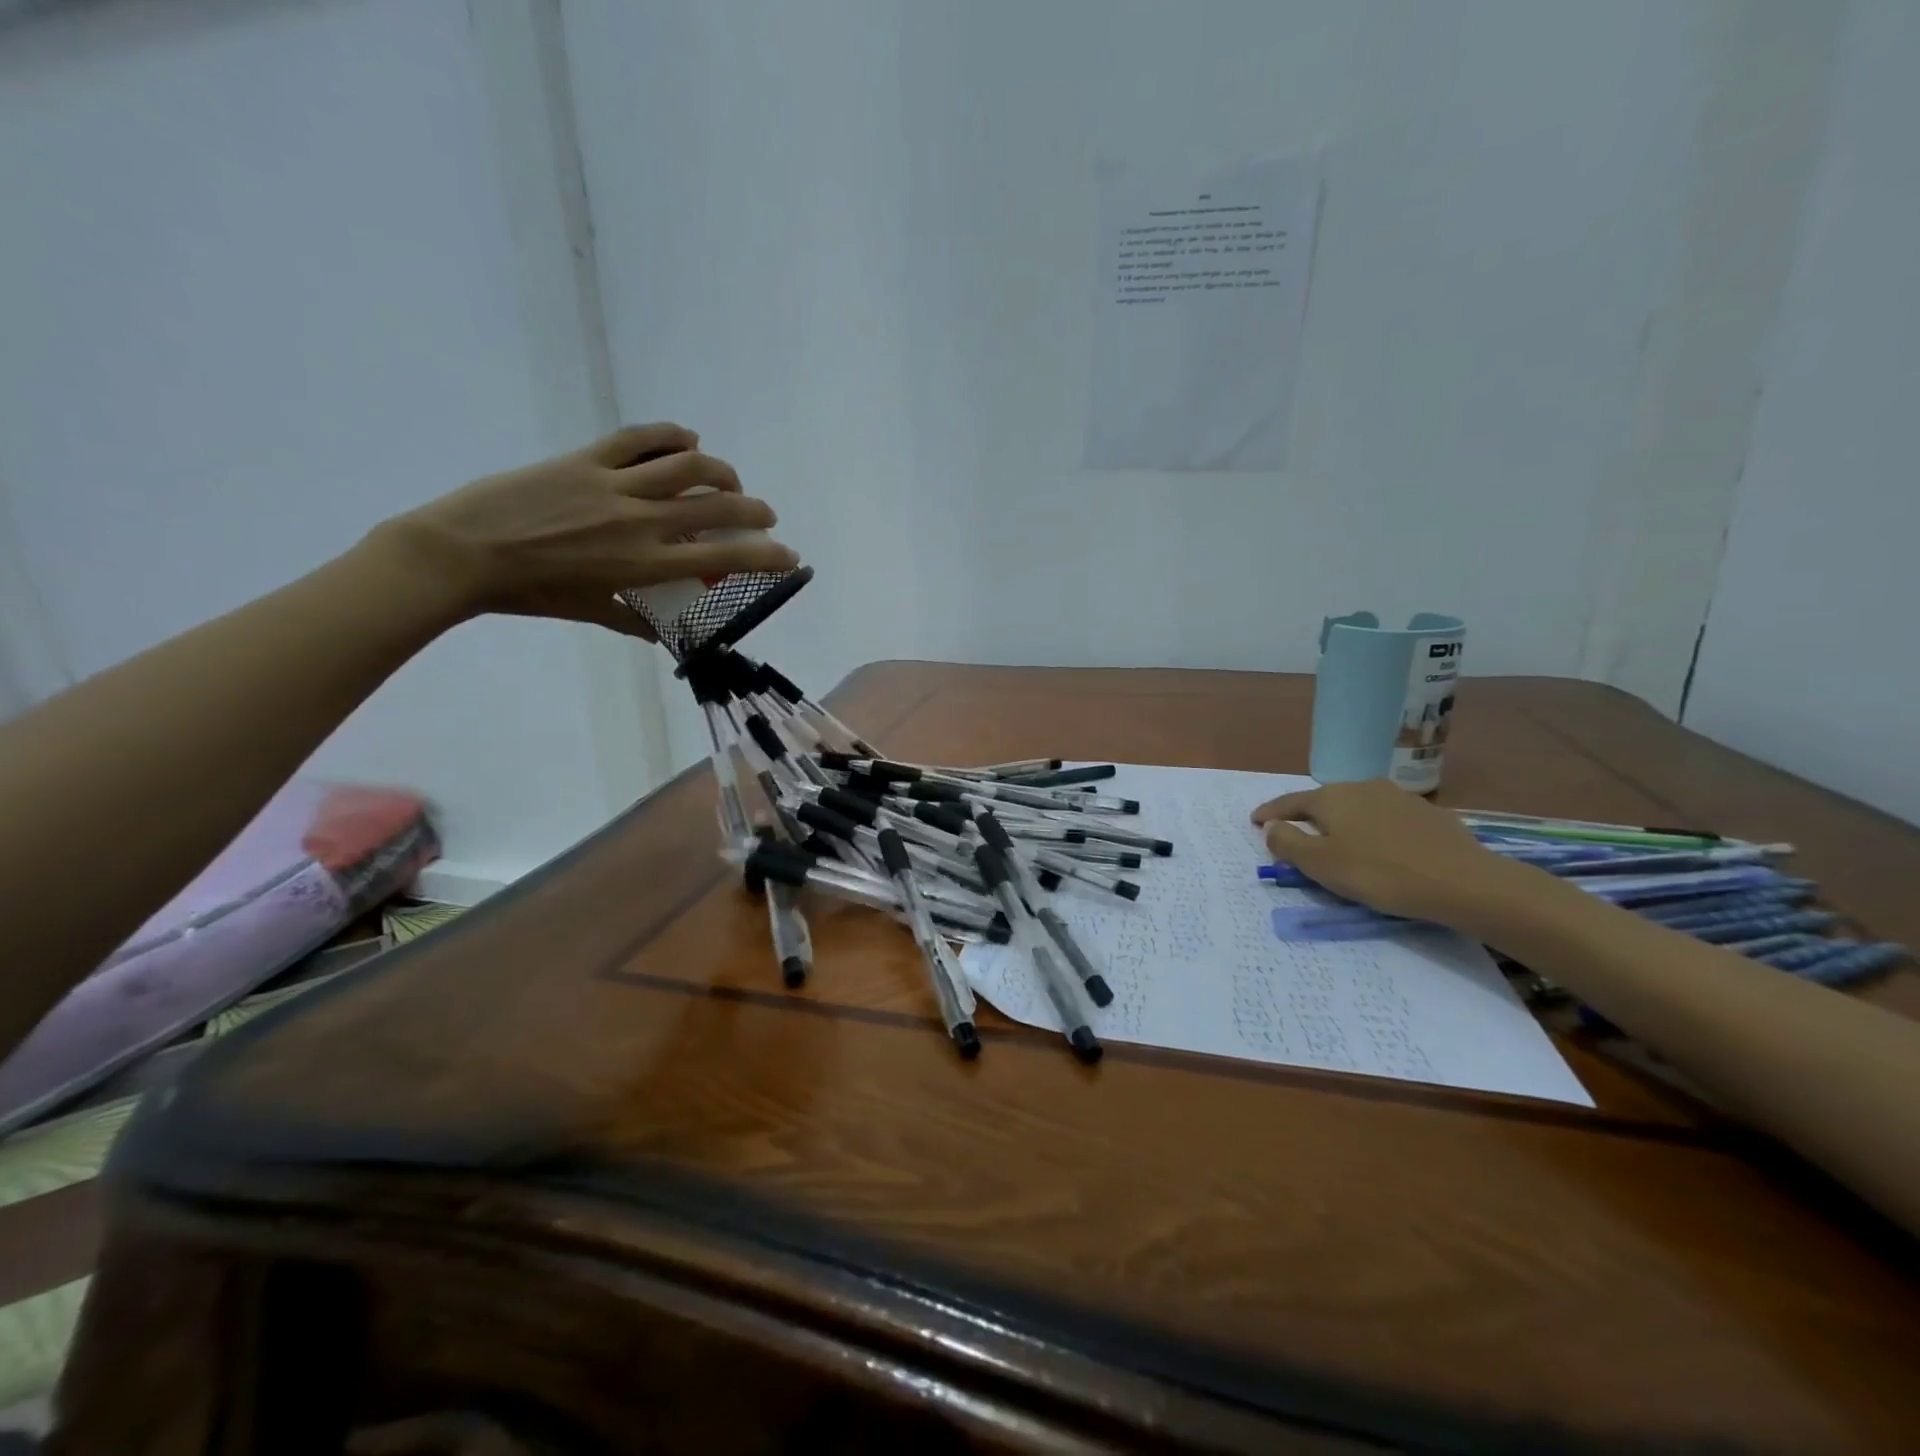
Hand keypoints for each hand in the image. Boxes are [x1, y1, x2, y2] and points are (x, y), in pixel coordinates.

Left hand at [369, 424, 799, 636]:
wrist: (462, 552)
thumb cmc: (531, 592)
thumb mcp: (592, 613)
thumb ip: (635, 622)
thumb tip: (665, 636)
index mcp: (646, 564)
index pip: (724, 557)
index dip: (766, 555)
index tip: (789, 556)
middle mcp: (641, 520)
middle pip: (716, 504)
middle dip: (754, 509)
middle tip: (765, 516)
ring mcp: (614, 484)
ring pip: (687, 465)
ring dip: (720, 470)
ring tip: (730, 479)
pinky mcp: (586, 458)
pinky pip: (639, 439)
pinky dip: (671, 435)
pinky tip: (688, 439)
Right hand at [1251, 779, 1539, 930]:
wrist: (1463, 882)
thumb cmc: (1379, 873)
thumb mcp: (1321, 864)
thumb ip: (1288, 843)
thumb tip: (1271, 827)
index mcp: (1331, 797)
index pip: (1290, 802)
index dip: (1269, 813)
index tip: (1254, 820)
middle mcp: (1362, 787)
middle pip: (1324, 801)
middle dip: (1307, 816)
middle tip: (1296, 834)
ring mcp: (1398, 797)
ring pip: (1358, 807)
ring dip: (1343, 822)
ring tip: (1340, 841)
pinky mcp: (1428, 814)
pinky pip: (1387, 819)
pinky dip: (1374, 830)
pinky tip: (1381, 848)